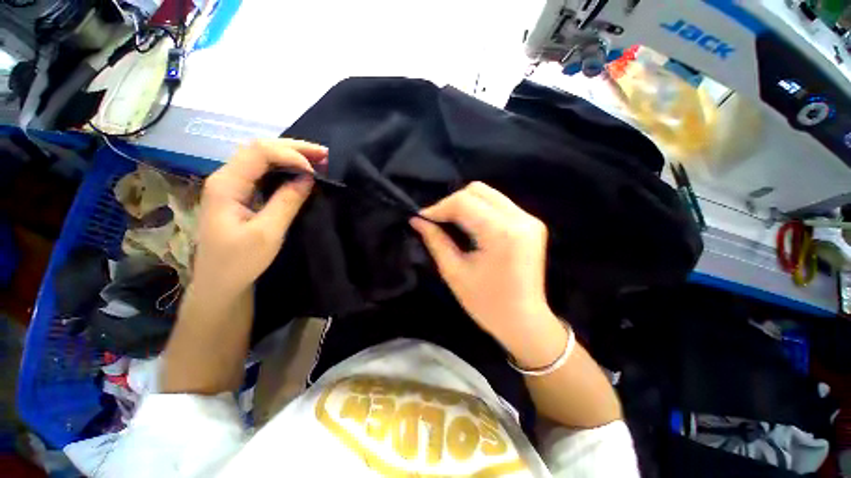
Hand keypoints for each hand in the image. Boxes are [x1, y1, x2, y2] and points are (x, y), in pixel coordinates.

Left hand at [192, 139, 326, 298]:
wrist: (219, 283)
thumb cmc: (240, 261)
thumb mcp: (268, 233)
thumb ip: (287, 201)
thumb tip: (308, 177)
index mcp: (227, 184)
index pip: (260, 152)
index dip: (291, 155)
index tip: (315, 171)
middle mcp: (226, 177)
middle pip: (260, 149)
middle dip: (294, 148)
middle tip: (325, 155)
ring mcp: (232, 185)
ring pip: (262, 158)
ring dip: (291, 155)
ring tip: (318, 160)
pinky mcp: (240, 194)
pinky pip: (263, 171)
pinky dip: (285, 168)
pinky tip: (300, 171)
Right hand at [411, 182, 554, 346]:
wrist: (525, 322)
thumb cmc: (486, 304)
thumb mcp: (454, 272)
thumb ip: (435, 240)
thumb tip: (417, 220)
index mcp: (501, 233)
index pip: (464, 202)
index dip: (439, 207)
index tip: (422, 218)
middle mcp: (520, 219)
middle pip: (478, 190)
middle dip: (452, 203)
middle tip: (437, 221)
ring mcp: (530, 219)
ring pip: (488, 194)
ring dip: (465, 204)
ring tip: (450, 222)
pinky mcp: (532, 223)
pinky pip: (498, 204)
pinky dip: (479, 210)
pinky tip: (470, 225)